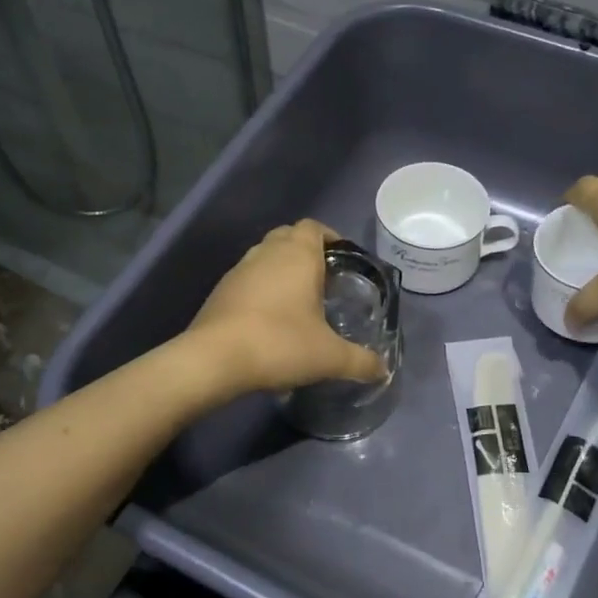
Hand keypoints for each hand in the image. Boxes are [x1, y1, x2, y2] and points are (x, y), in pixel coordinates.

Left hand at [186, 220, 388, 394]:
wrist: (214, 359)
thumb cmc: (280, 344)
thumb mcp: (329, 357)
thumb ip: (360, 361)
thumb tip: (383, 370)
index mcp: (298, 255)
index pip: (314, 227)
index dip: (330, 237)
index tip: (343, 260)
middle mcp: (266, 253)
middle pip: (289, 237)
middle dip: (307, 253)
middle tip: (324, 281)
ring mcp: (239, 269)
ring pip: (265, 257)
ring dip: (281, 271)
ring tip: (298, 302)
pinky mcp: (220, 291)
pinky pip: (248, 280)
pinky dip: (261, 290)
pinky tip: (269, 321)